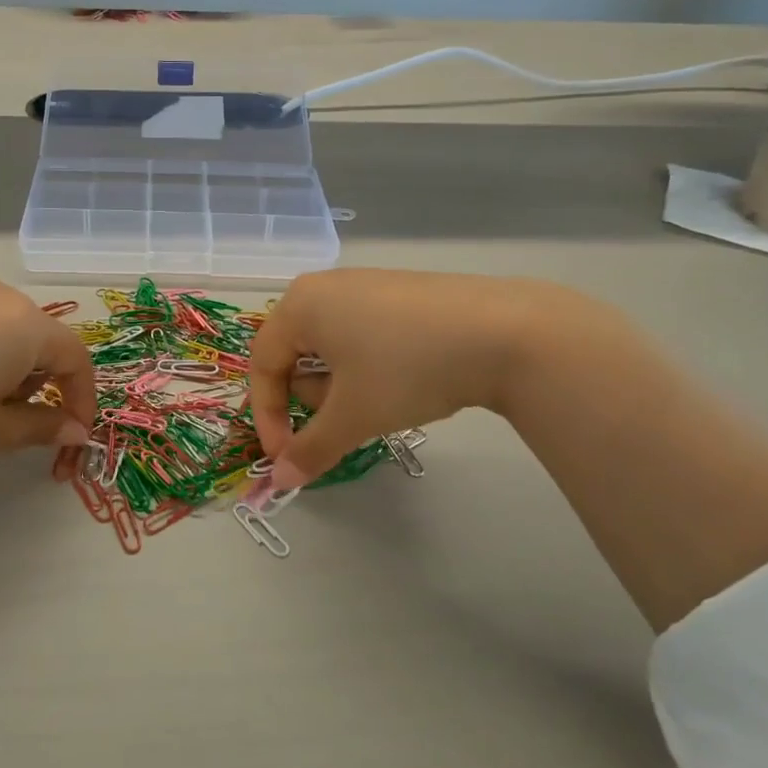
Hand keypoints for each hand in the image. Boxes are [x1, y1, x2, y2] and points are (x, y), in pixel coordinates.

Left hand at [0, 275, 96, 477]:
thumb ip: (43, 427)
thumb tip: (76, 431)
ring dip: (7, 360)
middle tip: (14, 418)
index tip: (73, 432)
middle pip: (39, 336)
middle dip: (41, 379)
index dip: (82, 397)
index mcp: (24, 323)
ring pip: (3, 323)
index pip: (75, 357)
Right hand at [248, 269, 572, 487]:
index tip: (286, 457)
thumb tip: (279, 482)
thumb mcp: (353, 415)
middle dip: (312, 400)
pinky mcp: (400, 292)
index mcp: (299, 305)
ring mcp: (365, 285)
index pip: (262, 365)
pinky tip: (404, 379)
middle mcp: (325, 287)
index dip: (268, 417)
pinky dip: (367, 367)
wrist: (506, 332)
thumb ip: (310, 450)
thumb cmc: (407, 369)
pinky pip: (362, 334)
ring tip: (380, 402)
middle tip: (344, 423)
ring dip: (340, 386)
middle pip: (294, 355)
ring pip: (330, 348)